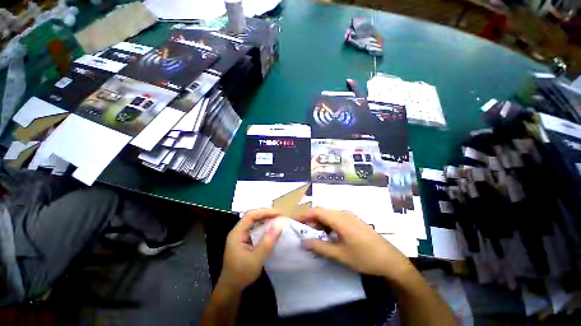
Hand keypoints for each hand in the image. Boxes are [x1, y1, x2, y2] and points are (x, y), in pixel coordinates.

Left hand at [219, 209, 282, 291]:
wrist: (231, 289)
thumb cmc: (241, 274)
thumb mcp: (256, 259)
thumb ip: (267, 241)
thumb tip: (279, 225)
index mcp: (237, 233)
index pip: (251, 215)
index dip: (265, 212)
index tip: (279, 214)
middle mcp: (238, 231)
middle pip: (253, 216)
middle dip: (267, 215)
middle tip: (281, 216)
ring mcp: (241, 235)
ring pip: (255, 222)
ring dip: (267, 220)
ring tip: (279, 221)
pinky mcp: (245, 240)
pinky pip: (256, 229)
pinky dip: (265, 227)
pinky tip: (272, 230)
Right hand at [297, 207, 414, 281]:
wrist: (390, 260)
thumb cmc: (364, 257)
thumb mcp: (340, 254)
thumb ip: (320, 247)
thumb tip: (304, 241)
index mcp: (339, 218)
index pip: (317, 211)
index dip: (304, 215)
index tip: (294, 221)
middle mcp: (343, 213)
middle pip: (322, 211)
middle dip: (311, 219)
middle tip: (303, 230)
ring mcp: (350, 216)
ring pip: (329, 214)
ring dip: (320, 222)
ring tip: (314, 234)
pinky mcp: (354, 220)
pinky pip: (336, 217)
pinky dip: (328, 223)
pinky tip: (328, 234)